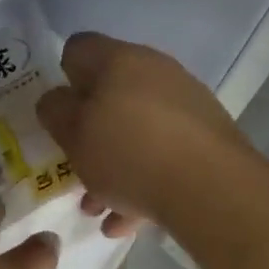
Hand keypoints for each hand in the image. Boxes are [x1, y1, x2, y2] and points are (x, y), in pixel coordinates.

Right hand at [36, 33, 253, 234]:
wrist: (214, 190)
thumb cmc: (129, 153)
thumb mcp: (73, 136)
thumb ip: (55, 112)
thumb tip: (56, 99)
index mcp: (118, 59)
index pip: (78, 48)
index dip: (62, 76)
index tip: (59, 113)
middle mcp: (155, 70)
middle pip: (110, 92)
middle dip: (90, 130)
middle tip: (76, 163)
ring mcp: (186, 102)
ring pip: (137, 127)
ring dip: (115, 162)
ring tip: (99, 206)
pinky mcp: (209, 136)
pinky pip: (164, 152)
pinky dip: (145, 179)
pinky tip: (129, 220)